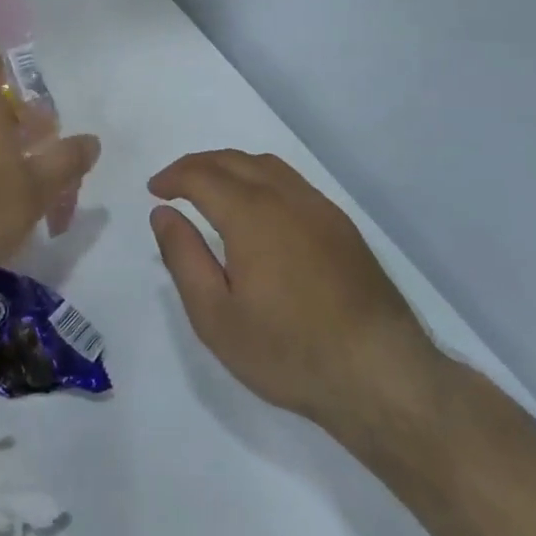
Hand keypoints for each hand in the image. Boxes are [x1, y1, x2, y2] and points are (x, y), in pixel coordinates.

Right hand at [149, 150, 443, 454]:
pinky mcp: (342, 226)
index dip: (172, 177)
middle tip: (174, 185)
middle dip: (197, 165)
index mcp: (251, 215)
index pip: (202, 175)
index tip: (154, 191)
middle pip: (233, 160)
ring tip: (210, 190)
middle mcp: (286, 198)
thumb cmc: (288, 351)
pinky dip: (261, 179)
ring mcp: (320, 208)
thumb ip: (184, 258)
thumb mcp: (216, 316)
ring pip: (266, 166)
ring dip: (230, 167)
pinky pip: (292, 182)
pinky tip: (258, 209)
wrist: (381, 375)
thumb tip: (164, 214)